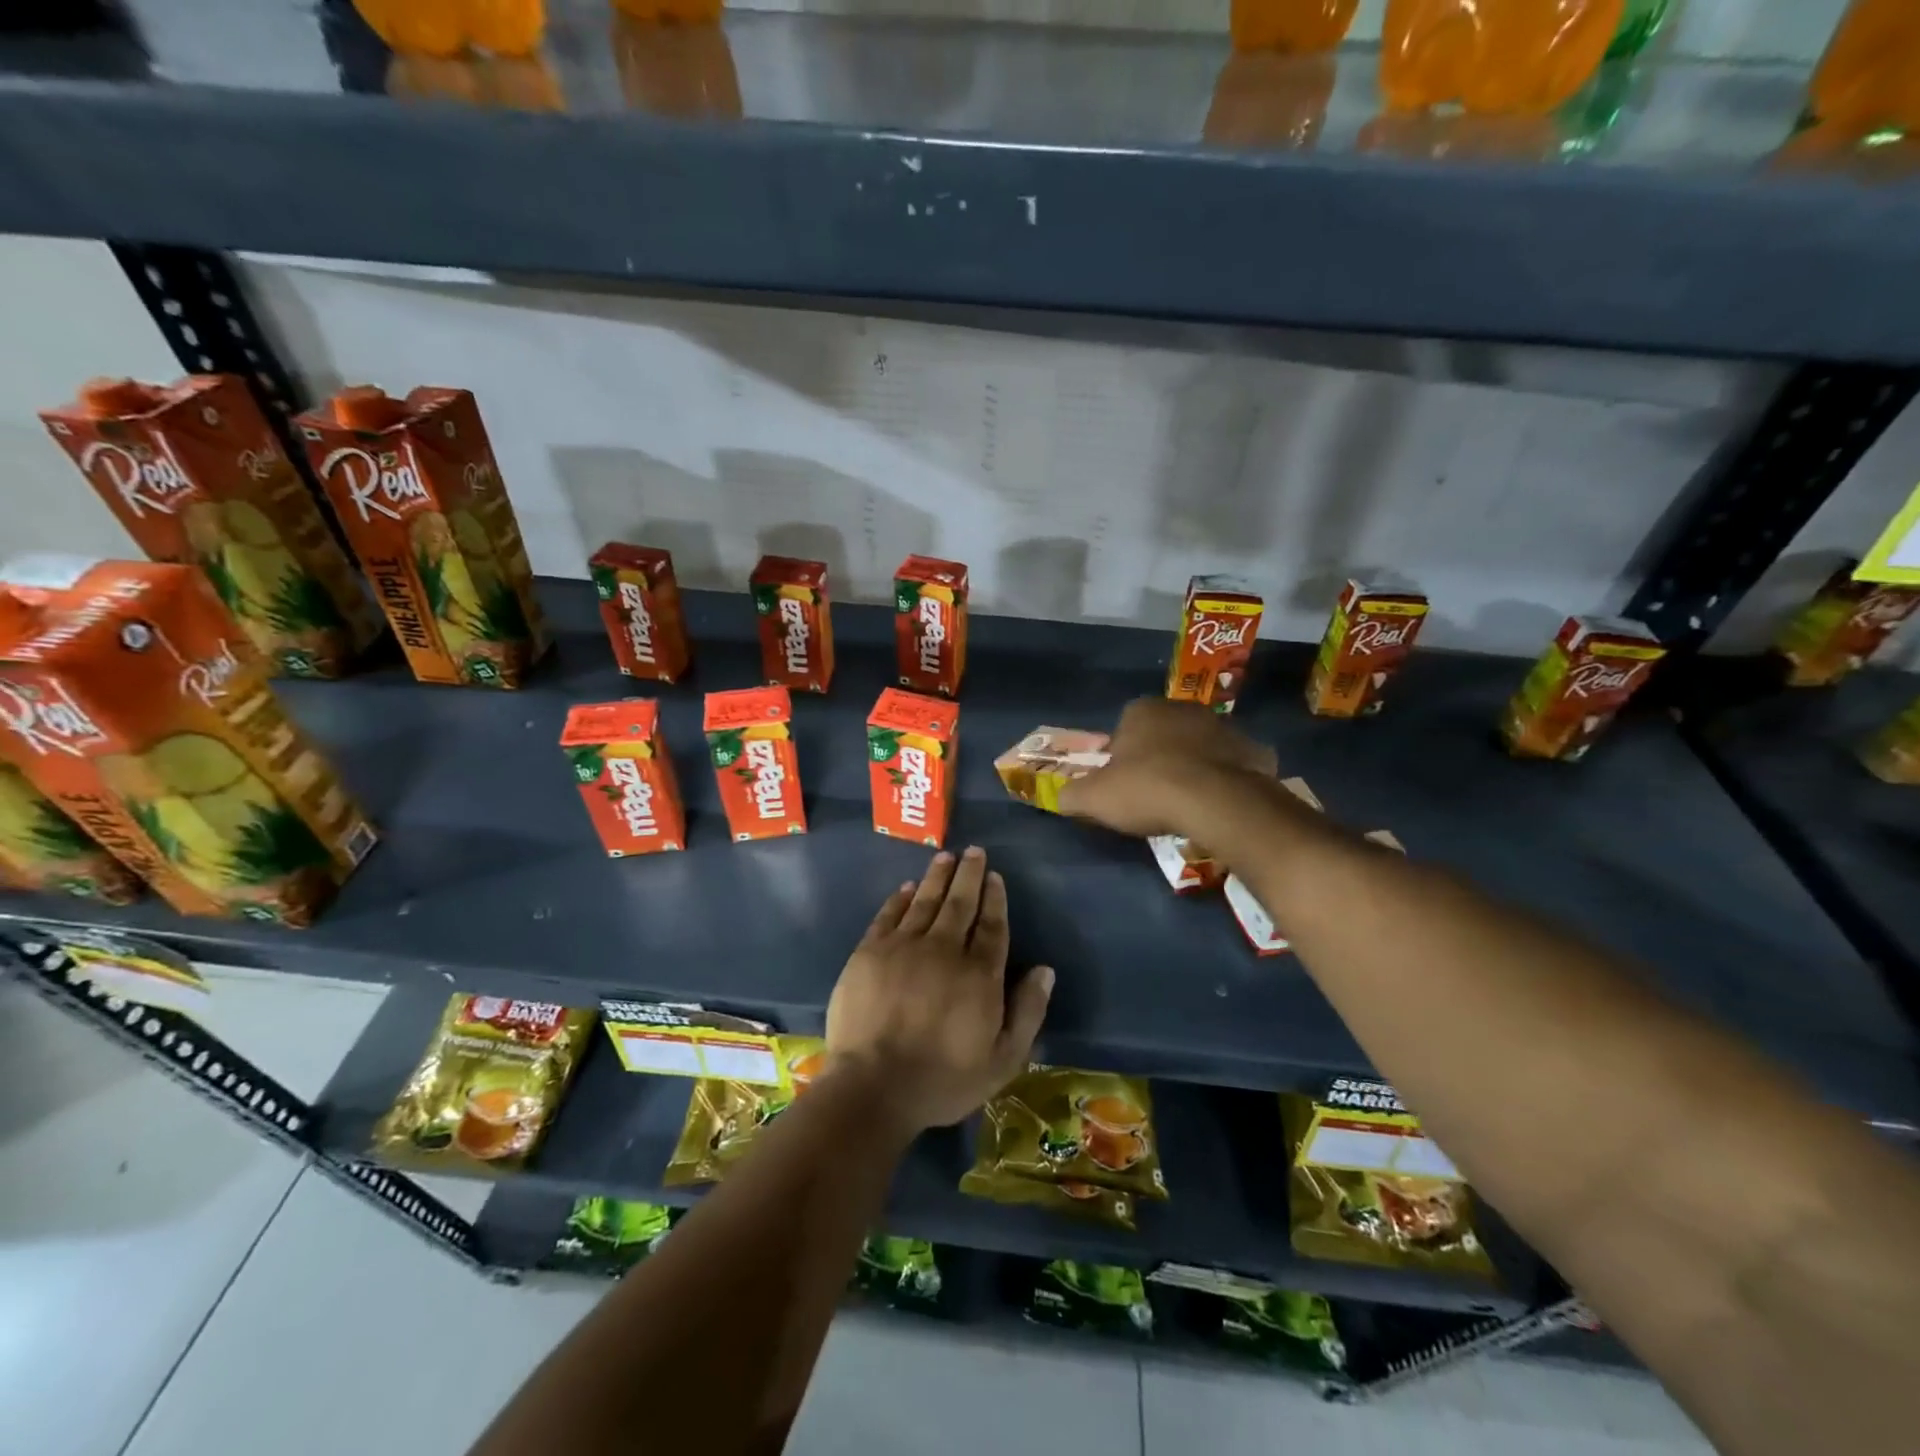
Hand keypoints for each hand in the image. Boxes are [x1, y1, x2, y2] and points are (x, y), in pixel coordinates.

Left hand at [825, 847, 1052, 1135]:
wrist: (873, 1086)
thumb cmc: (943, 1080)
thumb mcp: (1002, 1060)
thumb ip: (1027, 1012)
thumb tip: (1045, 970)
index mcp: (979, 974)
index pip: (992, 926)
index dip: (995, 899)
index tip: (995, 877)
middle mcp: (944, 949)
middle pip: (960, 903)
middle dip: (969, 875)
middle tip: (974, 851)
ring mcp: (903, 947)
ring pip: (925, 901)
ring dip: (937, 877)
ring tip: (945, 857)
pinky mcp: (869, 952)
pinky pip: (889, 915)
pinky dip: (900, 899)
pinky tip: (908, 888)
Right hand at [1057, 696, 1276, 838]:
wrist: (1216, 801)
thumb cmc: (1147, 789)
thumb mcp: (1094, 798)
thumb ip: (1072, 794)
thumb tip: (1060, 797)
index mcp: (1142, 710)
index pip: (1124, 728)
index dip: (1121, 757)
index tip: (1123, 784)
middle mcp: (1183, 708)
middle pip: (1163, 733)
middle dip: (1159, 756)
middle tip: (1154, 793)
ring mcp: (1223, 725)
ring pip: (1200, 746)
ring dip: (1193, 765)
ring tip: (1188, 801)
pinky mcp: (1254, 749)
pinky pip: (1234, 763)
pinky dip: (1227, 778)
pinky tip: (1220, 803)